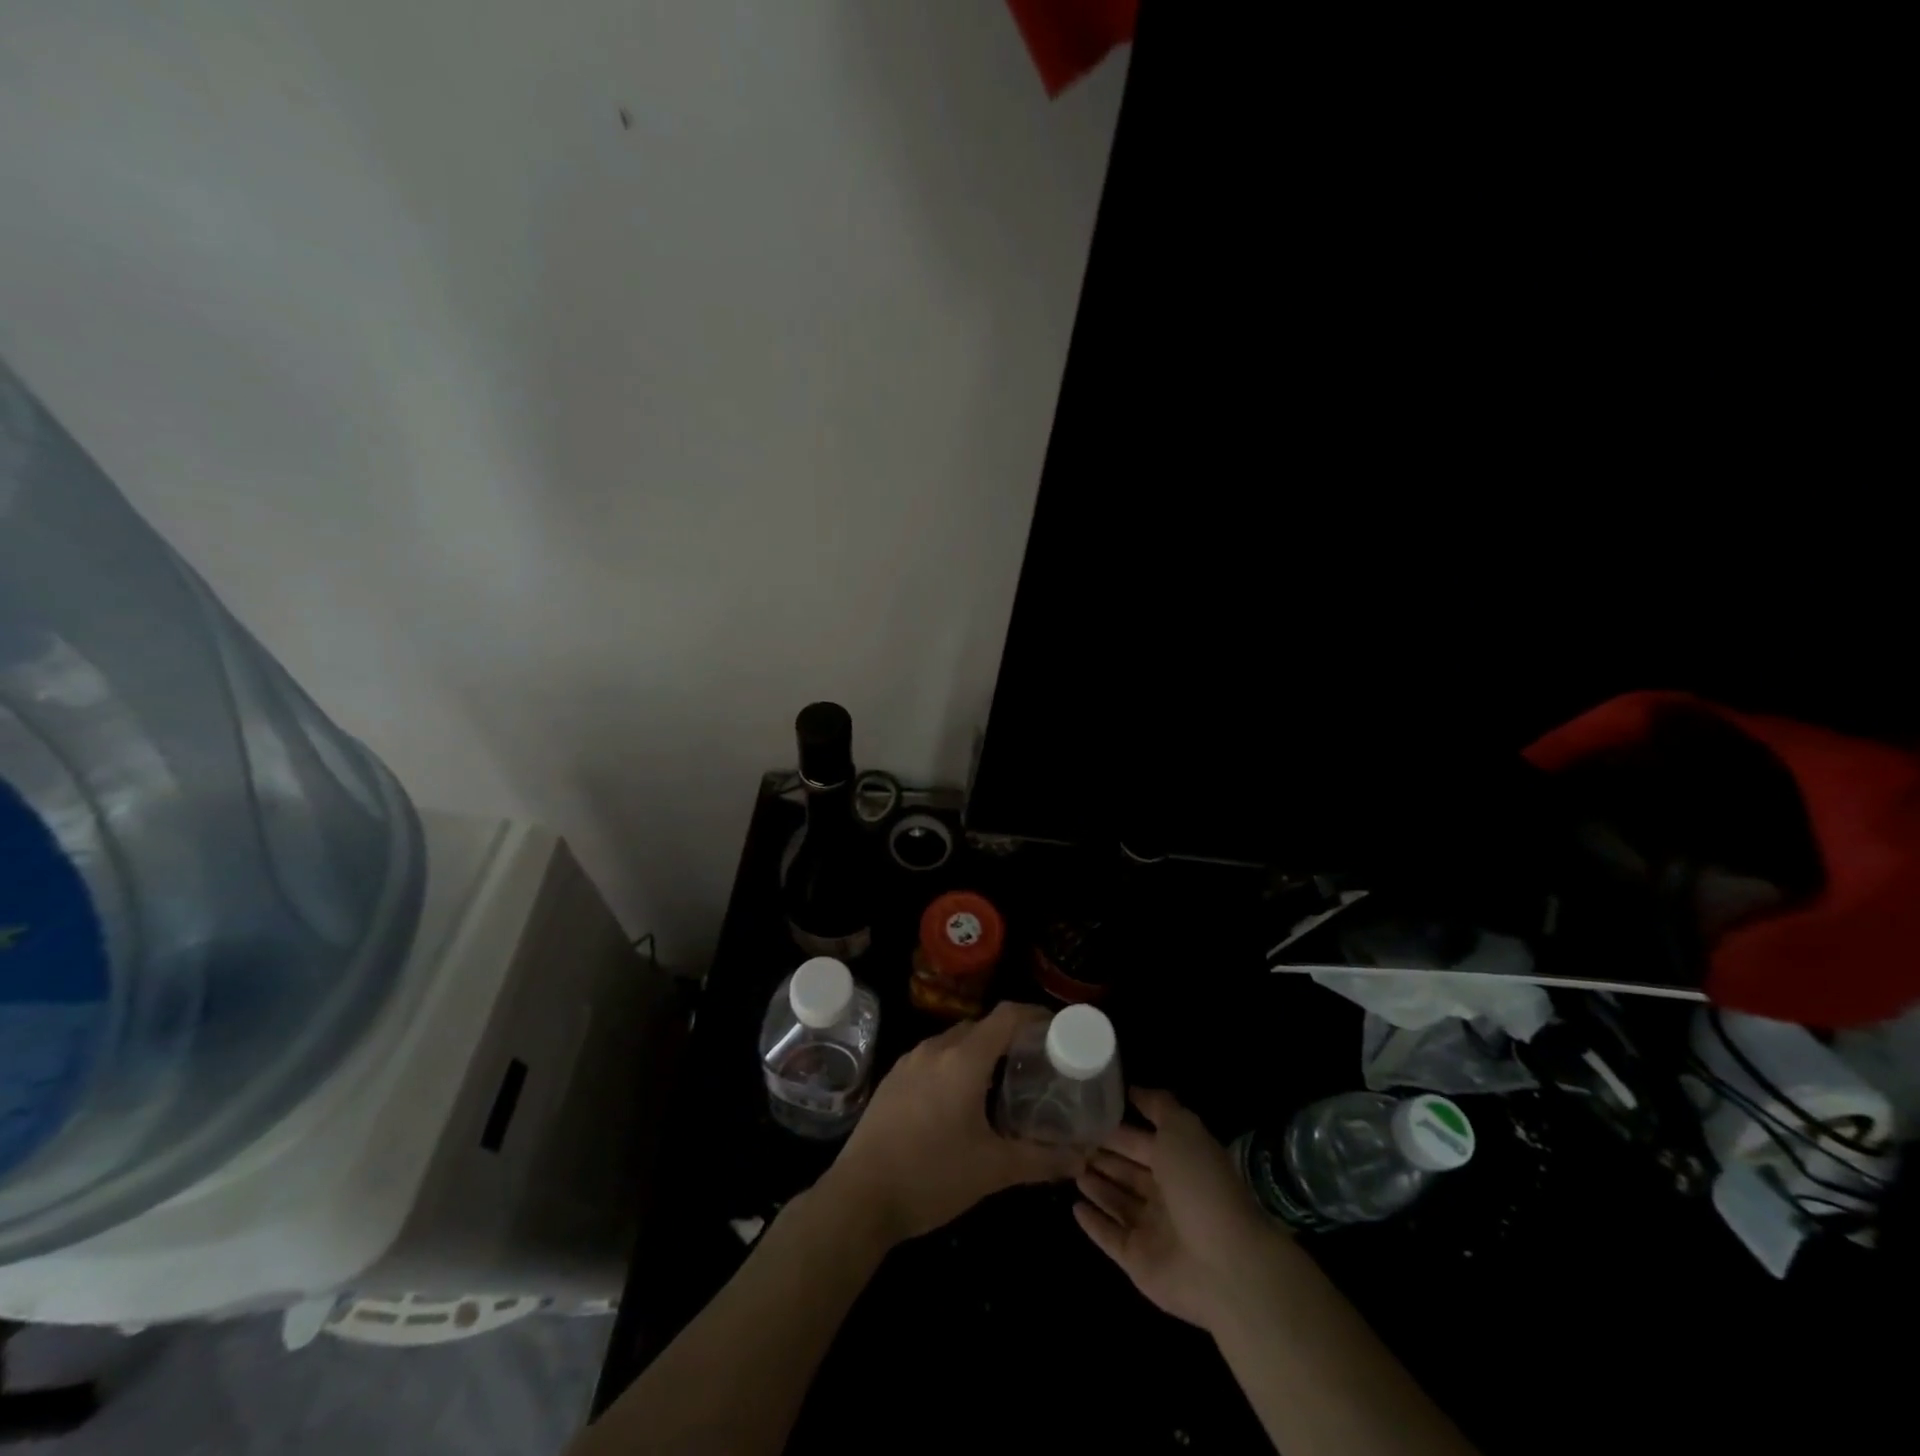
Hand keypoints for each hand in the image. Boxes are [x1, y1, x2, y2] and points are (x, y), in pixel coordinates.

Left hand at [819, 1002, 1080, 1246]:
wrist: (858, 1198)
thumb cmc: (931, 1177)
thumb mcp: (993, 1171)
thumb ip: (1041, 1159)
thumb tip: (1082, 1157)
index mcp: (963, 1059)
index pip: (1006, 1016)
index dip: (1034, 1015)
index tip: (1057, 1029)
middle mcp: (935, 1049)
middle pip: (981, 1026)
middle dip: (1010, 1038)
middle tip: (1035, 1064)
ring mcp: (909, 1062)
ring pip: (954, 1042)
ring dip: (980, 1053)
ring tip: (1003, 1083)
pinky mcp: (892, 1080)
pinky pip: (933, 1058)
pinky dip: (955, 1066)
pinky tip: (961, 1101)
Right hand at [1073, 1087, 1284, 1333]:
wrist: (1224, 1264)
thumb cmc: (1200, 1185)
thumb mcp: (1182, 1129)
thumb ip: (1158, 1106)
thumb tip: (1132, 1090)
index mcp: (1178, 1163)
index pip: (1140, 1142)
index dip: (1116, 1129)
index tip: (1085, 1116)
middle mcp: (1165, 1195)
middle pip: (1127, 1171)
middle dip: (1102, 1156)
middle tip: (1069, 1142)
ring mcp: (1152, 1230)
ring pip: (1116, 1201)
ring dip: (1095, 1185)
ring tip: (1068, 1168)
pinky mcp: (1138, 1261)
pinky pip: (1110, 1238)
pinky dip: (1093, 1224)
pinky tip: (1074, 1207)